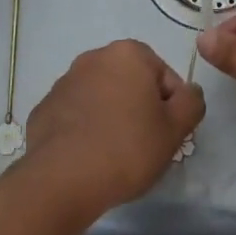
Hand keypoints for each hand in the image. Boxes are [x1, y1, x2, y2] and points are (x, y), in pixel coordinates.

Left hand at [19, 40, 203, 222]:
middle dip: (140, 109)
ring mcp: (63, 82)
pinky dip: (85, 129)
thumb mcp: (175, 128)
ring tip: (116, 155)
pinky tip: (89, 157)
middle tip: (145, 145)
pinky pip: (76, 115)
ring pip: (102, 98)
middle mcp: (93, 58)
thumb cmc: (127, 148)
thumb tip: (189, 92)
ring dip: (112, 117)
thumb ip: (192, 102)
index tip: (167, 134)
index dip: (172, 107)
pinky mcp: (43, 109)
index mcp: (128, 54)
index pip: (164, 76)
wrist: (61, 180)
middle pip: (131, 83)